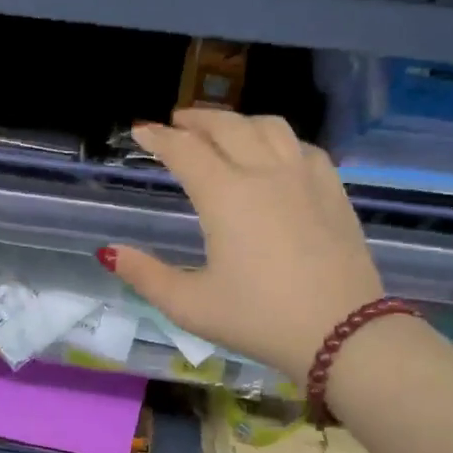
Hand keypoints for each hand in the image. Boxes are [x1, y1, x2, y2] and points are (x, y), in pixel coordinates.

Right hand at [101, 110, 384, 381]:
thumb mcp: (190, 305)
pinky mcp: (333, 191)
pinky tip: (274, 152)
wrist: (343, 333)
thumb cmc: (259, 319)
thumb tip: (108, 252)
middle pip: (227, 126)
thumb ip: (145, 275)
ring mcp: (304, 177)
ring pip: (268, 126)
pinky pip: (302, 146)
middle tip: (177, 122)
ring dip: (238, 121)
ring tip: (223, 130)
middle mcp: (264, 173)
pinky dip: (278, 138)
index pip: (185, 150)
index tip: (141, 130)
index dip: (158, 137)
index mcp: (225, 196)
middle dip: (196, 119)